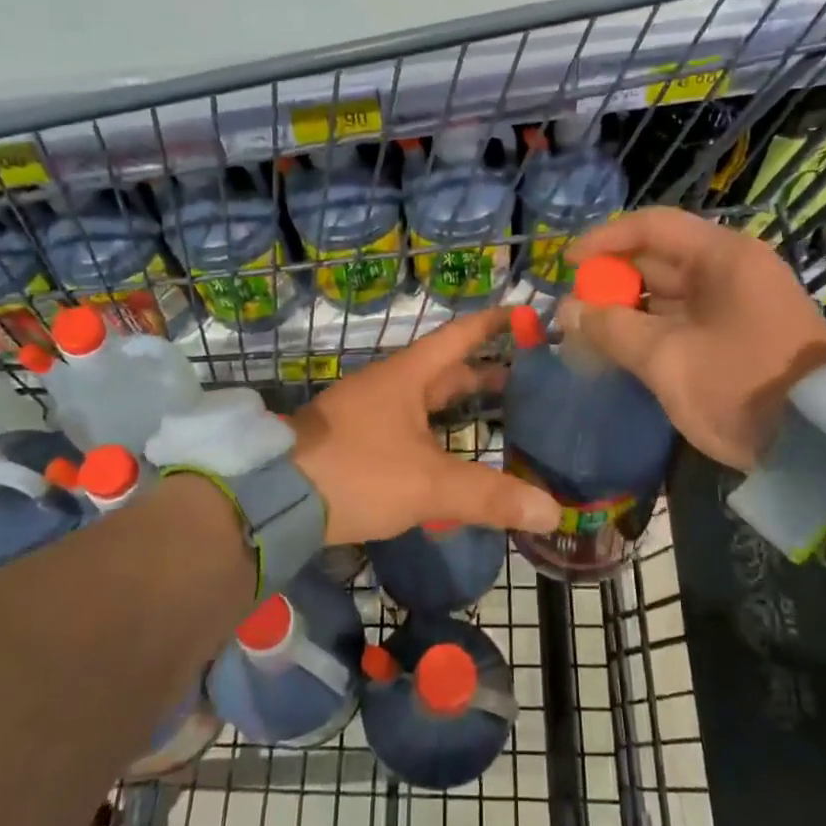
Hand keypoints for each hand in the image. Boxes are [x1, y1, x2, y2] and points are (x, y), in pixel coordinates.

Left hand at [288, 307, 561, 543]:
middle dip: (485, 371)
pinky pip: (409, 428)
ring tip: (498, 416)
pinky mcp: (356, 442)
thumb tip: (552, 511)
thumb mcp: (428, 484)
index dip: (493, 323)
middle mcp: (389, 386)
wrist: (274, 498)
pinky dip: (437, 434)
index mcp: (408, 376)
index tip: (524, 313)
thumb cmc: (356, 471)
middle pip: (445, 370)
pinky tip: (451, 456)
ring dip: (459, 404)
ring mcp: (369, 413)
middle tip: (528, 379)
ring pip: (425, 401)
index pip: (459, 336)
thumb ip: (489, 496)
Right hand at [562, 208, 825, 470]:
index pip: (652, 226)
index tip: (567, 264)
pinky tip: (624, 349)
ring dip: (629, 309)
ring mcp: (740, 302)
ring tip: (590, 333)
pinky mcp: (741, 333)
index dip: (604, 240)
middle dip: (612, 281)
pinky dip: (653, 328)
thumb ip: (612, 329)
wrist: (820, 444)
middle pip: (659, 259)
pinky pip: (686, 318)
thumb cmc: (740, 387)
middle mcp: (733, 269)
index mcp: (723, 257)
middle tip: (574, 309)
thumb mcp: (667, 359)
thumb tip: (568, 311)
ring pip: (670, 292)